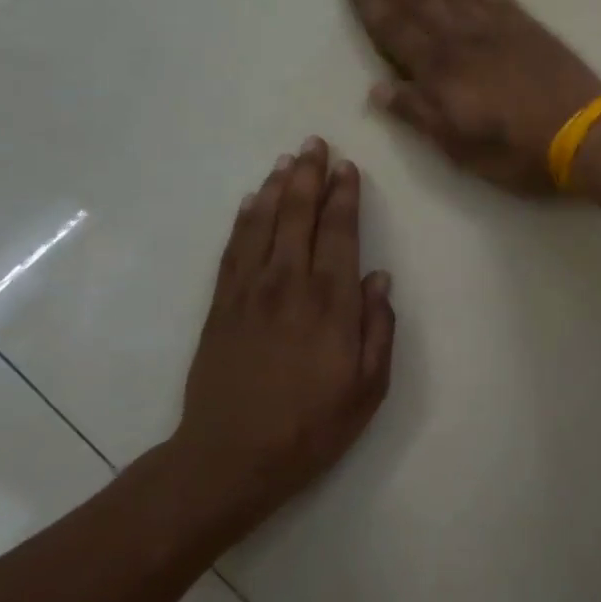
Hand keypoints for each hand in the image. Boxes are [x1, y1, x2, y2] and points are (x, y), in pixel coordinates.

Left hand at [172, 138, 394, 523]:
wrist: (230, 457)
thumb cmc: (310, 427)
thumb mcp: (368, 388)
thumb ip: (379, 329)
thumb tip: (379, 279)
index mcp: (331, 303)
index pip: (340, 234)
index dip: (344, 197)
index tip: (347, 168)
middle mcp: (289, 285)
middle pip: (299, 217)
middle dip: (309, 177)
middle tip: (314, 144)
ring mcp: (249, 292)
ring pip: (263, 224)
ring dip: (276, 189)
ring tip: (286, 162)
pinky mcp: (221, 305)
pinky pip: (234, 249)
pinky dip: (243, 220)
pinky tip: (249, 203)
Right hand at [344, 0, 600, 193]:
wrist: (582, 135)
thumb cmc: (516, 151)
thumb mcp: (458, 148)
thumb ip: (418, 114)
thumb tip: (377, 88)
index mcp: (441, 72)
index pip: (396, 30)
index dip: (373, 5)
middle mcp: (463, 40)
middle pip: (420, 1)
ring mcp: (498, 29)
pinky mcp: (529, 28)